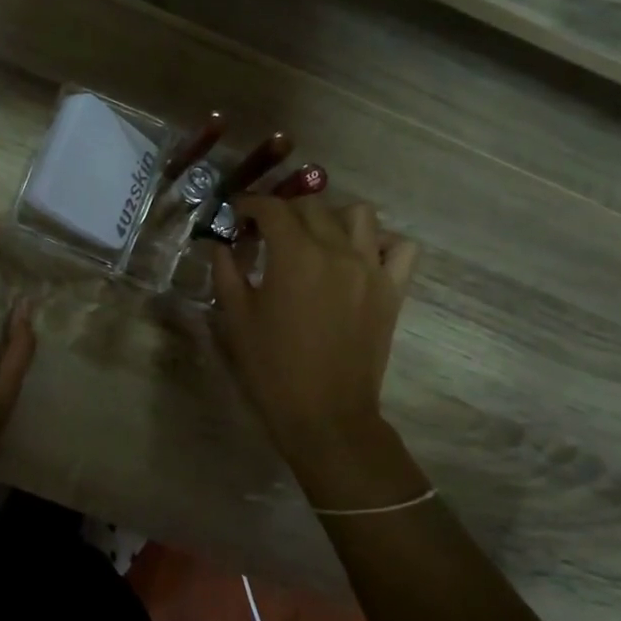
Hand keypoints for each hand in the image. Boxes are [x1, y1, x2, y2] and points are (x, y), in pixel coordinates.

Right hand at [210, 196, 417, 472]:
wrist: (325, 415)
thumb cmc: (273, 369)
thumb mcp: (236, 319)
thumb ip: (226, 272)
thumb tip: (220, 245)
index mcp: (295, 255)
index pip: (273, 208)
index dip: (250, 205)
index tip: (237, 215)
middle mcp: (337, 250)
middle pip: (313, 205)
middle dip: (284, 210)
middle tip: (267, 232)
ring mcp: (371, 268)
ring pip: (359, 214)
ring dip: (332, 217)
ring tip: (316, 239)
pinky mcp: (393, 290)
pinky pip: (399, 248)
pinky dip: (381, 243)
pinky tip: (360, 257)